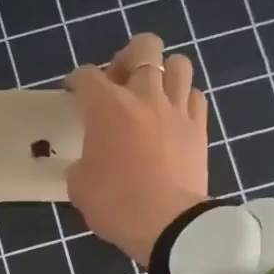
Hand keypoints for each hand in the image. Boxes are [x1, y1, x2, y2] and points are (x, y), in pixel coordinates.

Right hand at [64, 33, 208, 264]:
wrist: (168, 225)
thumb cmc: (116, 204)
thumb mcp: (79, 186)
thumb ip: (81, 163)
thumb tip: (88, 162)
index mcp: (107, 107)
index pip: (86, 75)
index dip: (76, 82)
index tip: (74, 94)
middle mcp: (143, 96)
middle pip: (143, 48)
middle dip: (129, 57)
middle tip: (120, 81)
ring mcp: (176, 109)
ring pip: (178, 64)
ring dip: (164, 73)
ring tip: (154, 94)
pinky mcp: (199, 127)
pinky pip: (195, 97)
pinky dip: (184, 100)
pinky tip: (174, 117)